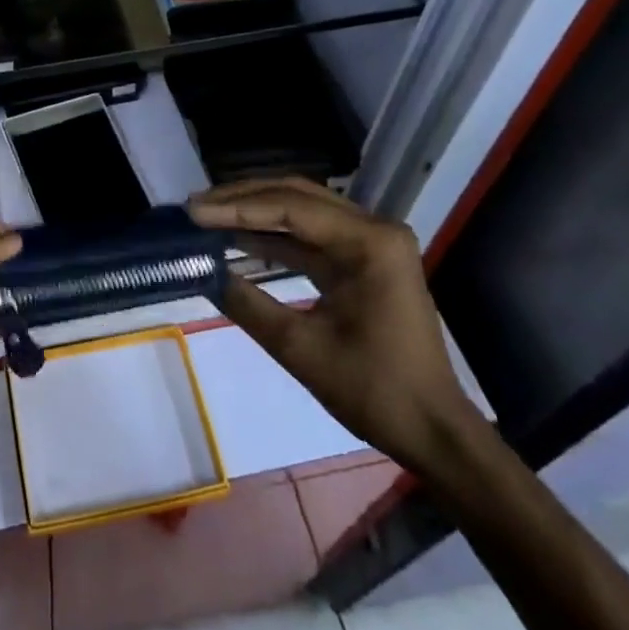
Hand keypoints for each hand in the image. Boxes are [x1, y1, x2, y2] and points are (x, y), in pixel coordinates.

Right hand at [189, 178, 480, 470]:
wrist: (435, 433)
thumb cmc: (374, 391)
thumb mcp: (301, 349)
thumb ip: (247, 303)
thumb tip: (203, 271)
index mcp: (369, 242)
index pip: (290, 208)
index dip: (236, 207)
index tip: (193, 212)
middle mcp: (374, 228)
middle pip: (296, 196)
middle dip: (242, 199)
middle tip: (196, 207)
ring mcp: (372, 241)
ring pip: (302, 209)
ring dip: (255, 212)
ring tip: (208, 216)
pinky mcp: (365, 259)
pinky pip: (312, 234)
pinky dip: (274, 235)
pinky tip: (239, 238)